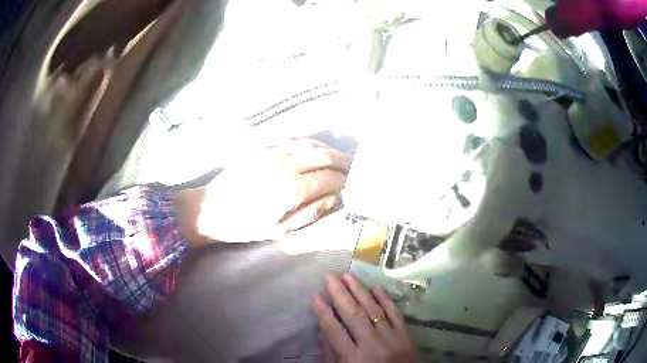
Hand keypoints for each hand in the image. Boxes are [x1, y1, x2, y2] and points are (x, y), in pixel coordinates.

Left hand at [174, 138, 350, 244]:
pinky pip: (289, 139)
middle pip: (323, 155)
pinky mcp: (260, 147)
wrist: (209, 209)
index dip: (343, 179)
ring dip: (326, 148)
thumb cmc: (244, 226)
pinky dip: (306, 143)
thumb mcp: (279, 231)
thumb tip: (334, 198)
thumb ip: (310, 213)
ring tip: (336, 156)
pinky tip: (310, 148)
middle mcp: (285, 165)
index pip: (328, 178)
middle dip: (341, 159)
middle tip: (351, 165)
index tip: (351, 182)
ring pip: (308, 143)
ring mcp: (272, 152)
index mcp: (291, 189)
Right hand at [312, 273, 416, 362]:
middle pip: (353, 315)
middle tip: (329, 276)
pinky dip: (386, 300)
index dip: (323, 312)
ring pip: (374, 310)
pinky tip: (376, 287)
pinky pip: (396, 314)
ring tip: (348, 275)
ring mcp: (392, 339)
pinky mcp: (406, 336)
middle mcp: (372, 345)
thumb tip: (322, 329)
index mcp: (353, 358)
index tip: (314, 295)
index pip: (334, 331)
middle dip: (339, 294)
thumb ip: (331, 354)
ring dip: (360, 291)